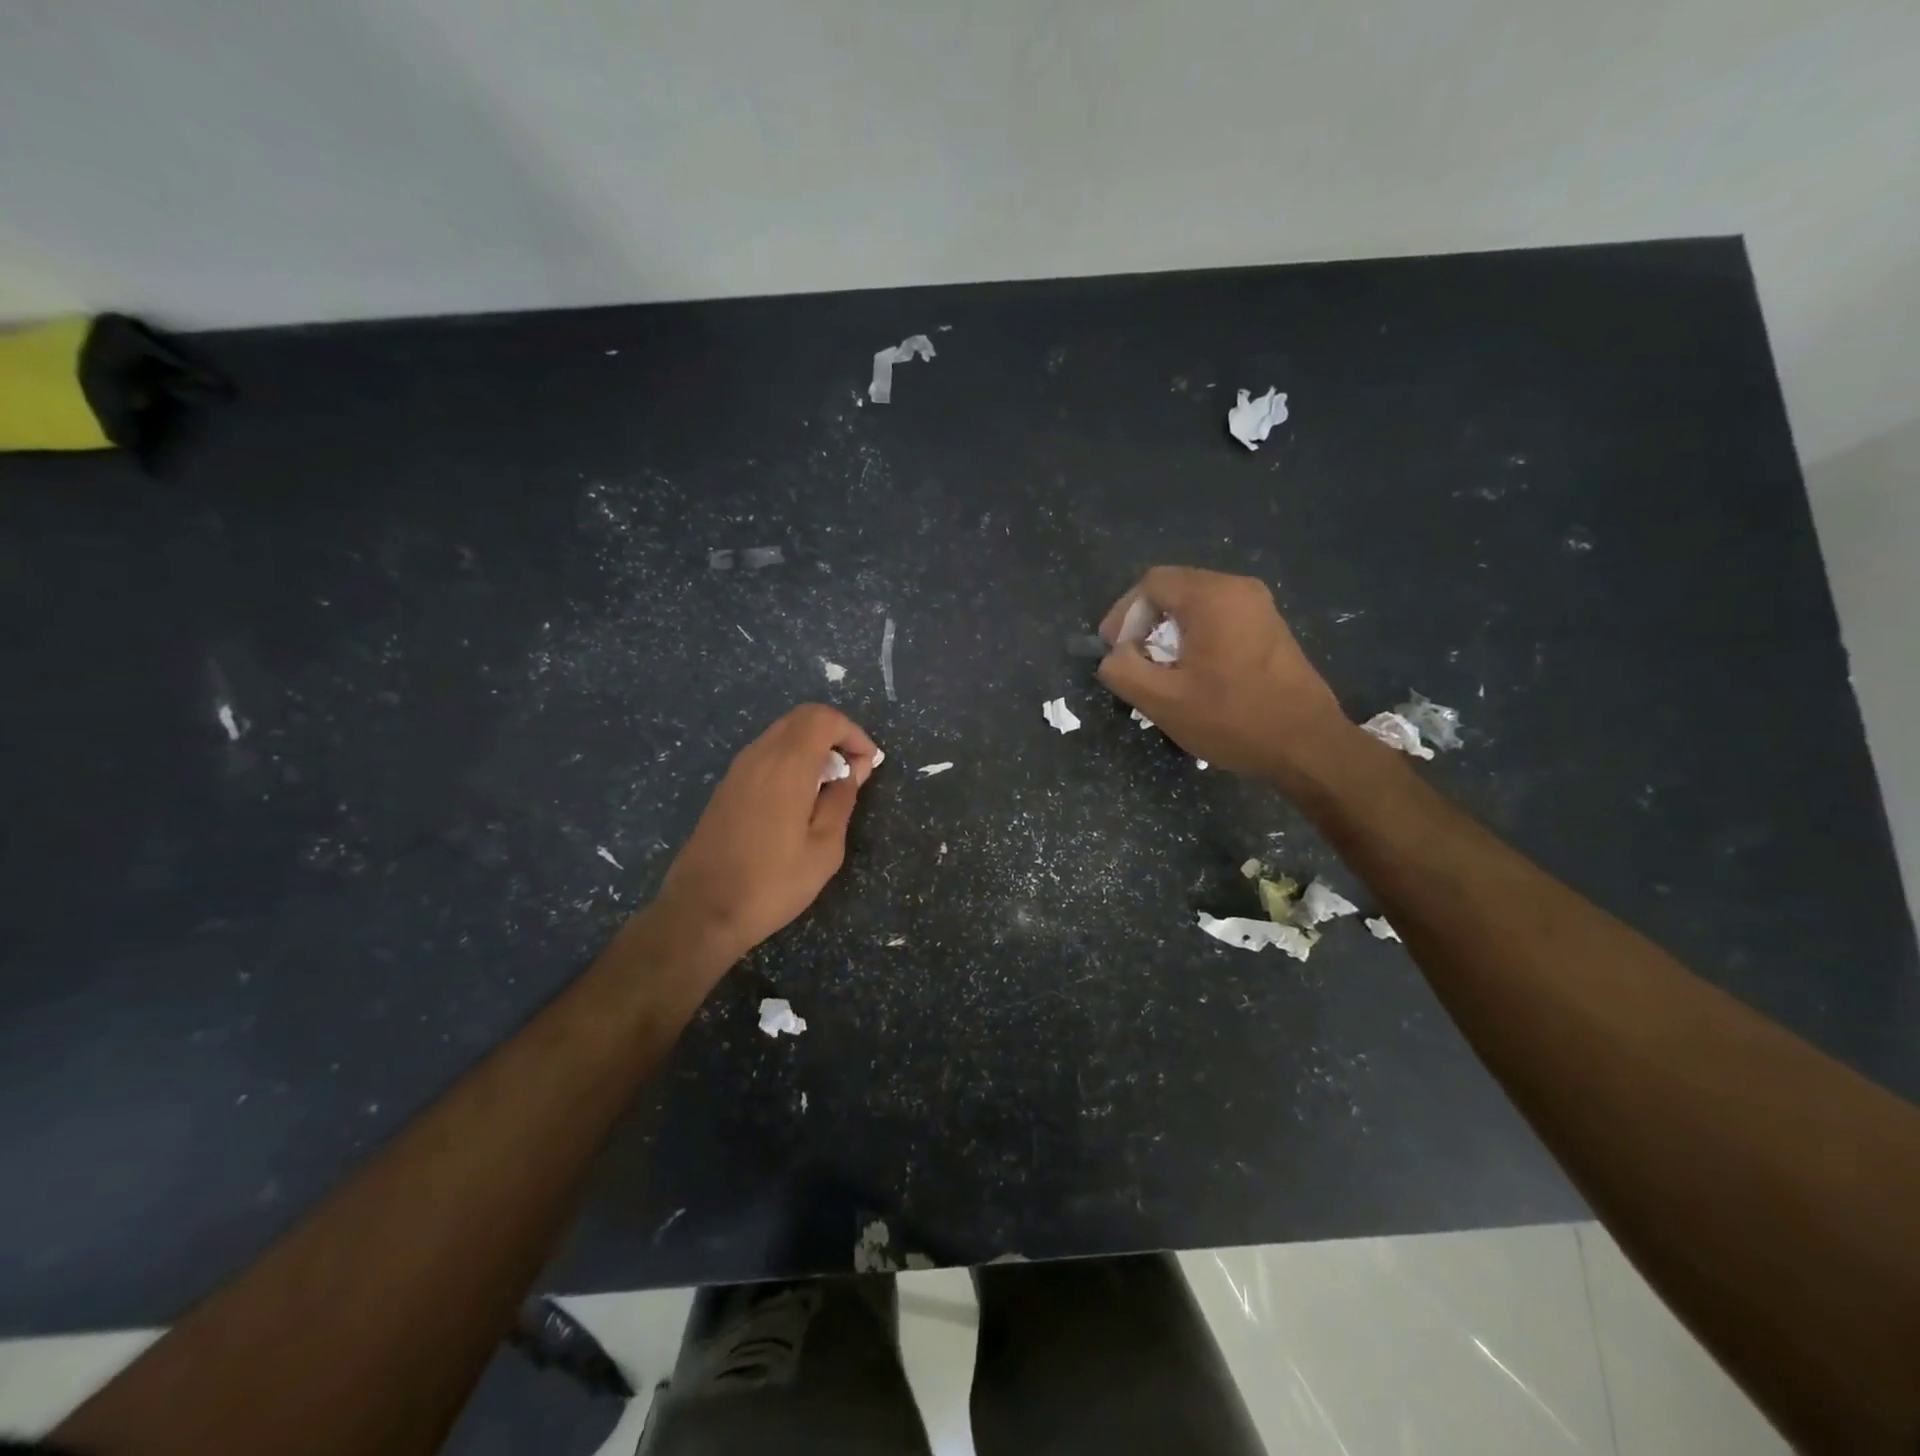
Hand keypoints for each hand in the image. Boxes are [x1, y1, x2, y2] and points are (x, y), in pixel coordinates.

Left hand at [653, 704, 878, 967]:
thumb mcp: (824, 849)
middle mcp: (759, 756)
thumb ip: (842, 801)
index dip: (853, 733)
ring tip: (831, 787)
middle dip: (835, 735)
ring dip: (813, 747)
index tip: (868, 764)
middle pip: (802, 718)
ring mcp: (738, 770)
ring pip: (782, 734)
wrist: (701, 911)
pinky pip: (766, 754)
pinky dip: (792, 760)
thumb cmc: (772, 884)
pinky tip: (801, 799)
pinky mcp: (727, 787)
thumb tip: (851, 771)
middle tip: (854, 770)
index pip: (823, 718)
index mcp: (787, 766)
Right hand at [1097, 566, 1348, 780]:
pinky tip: (1194, 675)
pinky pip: (1220, 619)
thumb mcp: (1162, 701)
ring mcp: (1260, 608)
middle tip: (1133, 661)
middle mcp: (1239, 589)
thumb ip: (1123, 670)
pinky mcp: (1270, 629)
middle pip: (1174, 590)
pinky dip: (1196, 638)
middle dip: (1144, 623)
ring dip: (1169, 633)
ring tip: (1159, 671)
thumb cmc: (1232, 719)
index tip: (1115, 651)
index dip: (1123, 614)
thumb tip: (1114, 655)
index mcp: (1212, 596)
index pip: (1151, 583)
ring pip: (1196, 606)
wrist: (1307, 746)